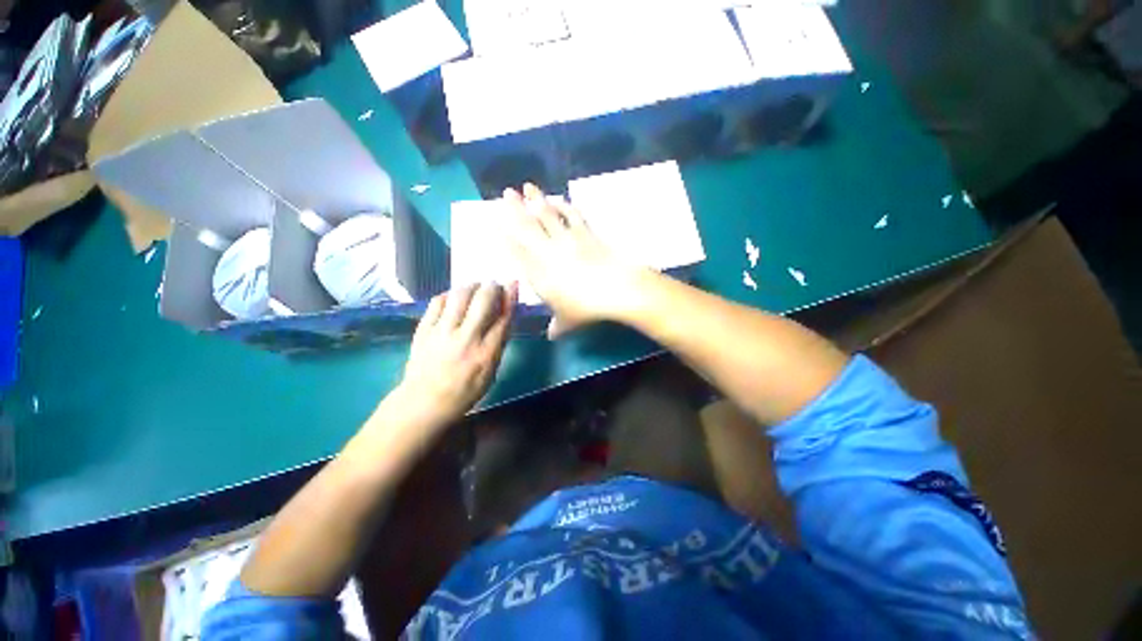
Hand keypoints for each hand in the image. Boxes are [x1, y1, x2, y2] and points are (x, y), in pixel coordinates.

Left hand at [396, 282, 517, 427]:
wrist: (425, 401)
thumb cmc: (462, 392)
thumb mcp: (489, 374)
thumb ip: (497, 345)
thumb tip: (504, 317)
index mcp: (485, 354)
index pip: (503, 318)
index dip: (510, 297)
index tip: (512, 285)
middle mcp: (466, 339)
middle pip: (483, 300)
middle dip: (491, 287)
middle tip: (492, 285)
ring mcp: (442, 332)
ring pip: (460, 295)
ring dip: (470, 286)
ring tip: (474, 288)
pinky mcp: (424, 328)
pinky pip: (438, 301)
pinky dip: (448, 295)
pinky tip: (452, 298)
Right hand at [504, 184, 648, 337]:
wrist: (617, 290)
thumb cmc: (587, 308)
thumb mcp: (568, 321)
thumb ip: (557, 326)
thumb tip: (552, 334)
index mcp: (537, 272)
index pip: (516, 249)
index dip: (504, 234)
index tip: (494, 221)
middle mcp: (548, 251)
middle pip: (527, 226)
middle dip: (515, 208)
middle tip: (505, 193)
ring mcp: (567, 239)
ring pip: (547, 215)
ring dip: (536, 199)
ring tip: (527, 186)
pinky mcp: (586, 233)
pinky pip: (572, 216)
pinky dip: (565, 206)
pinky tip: (559, 200)